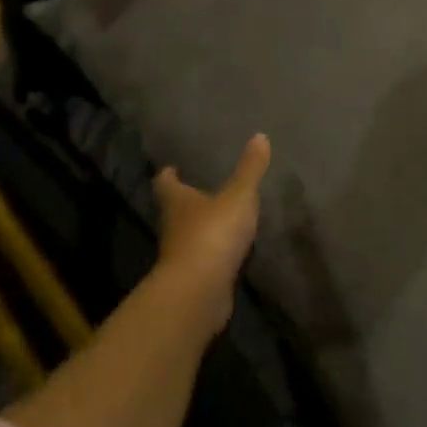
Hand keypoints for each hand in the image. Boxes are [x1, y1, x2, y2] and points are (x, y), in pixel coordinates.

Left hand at [151, 133, 271, 337]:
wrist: (199, 290)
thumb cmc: (213, 233)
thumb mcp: (238, 196)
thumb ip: (250, 169)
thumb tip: (260, 135)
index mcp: (177, 201)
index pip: (165, 183)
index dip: (168, 175)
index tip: (171, 168)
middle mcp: (172, 226)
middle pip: (174, 209)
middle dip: (185, 200)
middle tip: (199, 190)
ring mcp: (181, 255)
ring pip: (187, 235)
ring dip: (199, 227)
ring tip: (218, 218)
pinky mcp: (193, 279)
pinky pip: (203, 260)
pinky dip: (212, 254)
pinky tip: (228, 251)